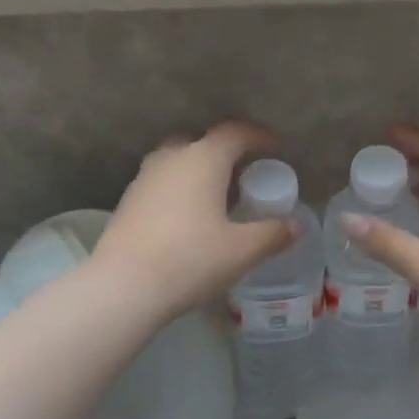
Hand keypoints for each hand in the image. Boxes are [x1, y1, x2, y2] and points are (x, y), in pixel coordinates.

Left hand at [93, 120, 296, 320]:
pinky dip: (180, 188)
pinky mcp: (128, 201)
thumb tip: (295, 225)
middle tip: (244, 176)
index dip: (259, 136)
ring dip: (200, 170)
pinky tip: (188, 219)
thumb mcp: (242, 251)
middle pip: (202, 140)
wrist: (124, 287)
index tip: (275, 148)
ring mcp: (144, 178)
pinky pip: (162, 182)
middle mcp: (171, 158)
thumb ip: (273, 234)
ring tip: (217, 198)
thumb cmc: (191, 260)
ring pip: (178, 160)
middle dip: (226, 152)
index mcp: (203, 159)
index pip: (235, 132)